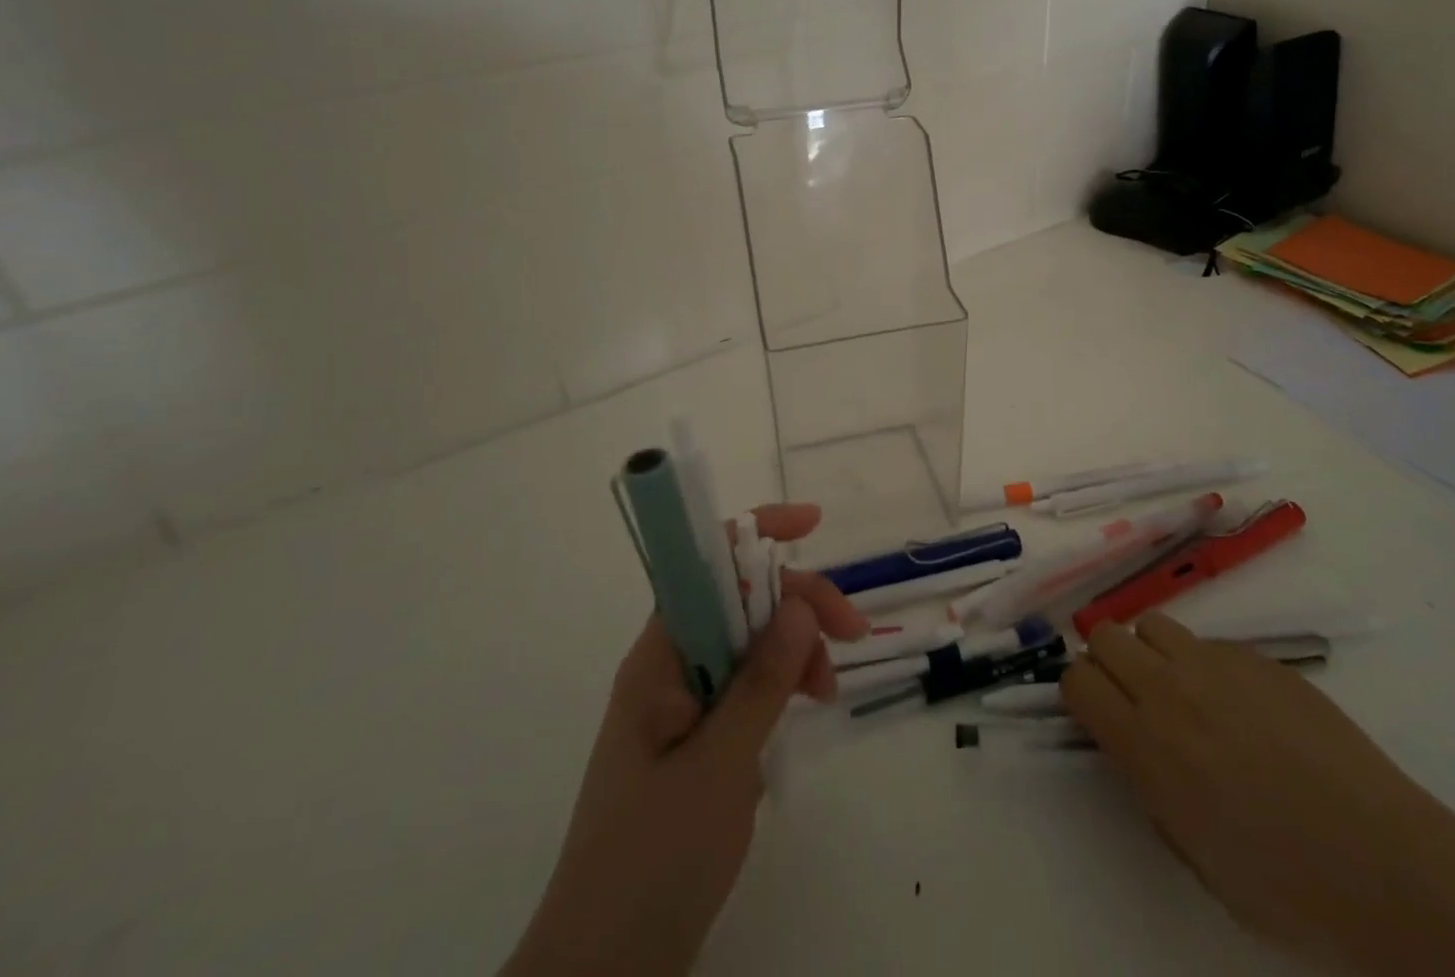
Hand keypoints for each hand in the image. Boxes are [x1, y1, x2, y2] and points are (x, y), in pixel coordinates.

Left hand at [503, 504, 866, 976]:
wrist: (604, 972)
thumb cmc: (653, 860)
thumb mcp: (718, 766)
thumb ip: (761, 682)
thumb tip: (799, 603)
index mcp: (659, 657)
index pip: (705, 564)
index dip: (756, 531)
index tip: (813, 523)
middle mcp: (669, 666)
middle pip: (738, 600)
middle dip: (796, 603)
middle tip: (850, 635)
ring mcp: (683, 704)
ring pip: (748, 644)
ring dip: (794, 650)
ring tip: (827, 692)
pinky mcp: (698, 740)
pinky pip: (746, 687)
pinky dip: (781, 688)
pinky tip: (801, 715)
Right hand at [1064, 615, 1454, 976]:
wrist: (1386, 867)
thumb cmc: (1286, 885)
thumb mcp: (1192, 851)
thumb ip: (1147, 785)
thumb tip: (1132, 745)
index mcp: (1145, 745)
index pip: (1075, 679)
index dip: (1079, 693)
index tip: (1097, 713)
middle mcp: (1169, 690)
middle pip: (1104, 635)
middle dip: (1108, 661)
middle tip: (1134, 697)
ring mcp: (1216, 664)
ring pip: (1152, 624)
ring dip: (1153, 652)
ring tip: (1184, 691)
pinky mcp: (1259, 657)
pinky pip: (1209, 642)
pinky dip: (1207, 663)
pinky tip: (1244, 706)